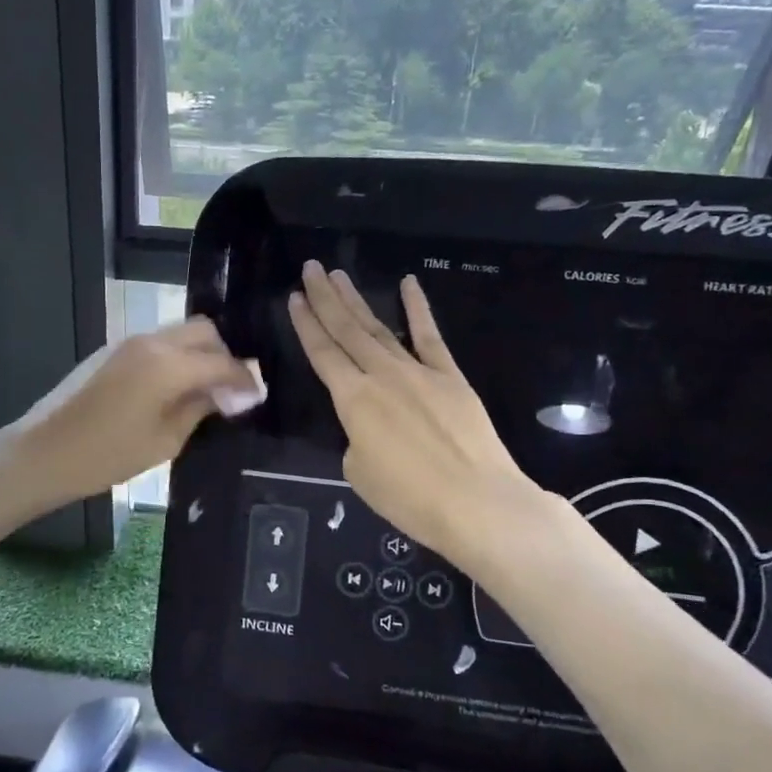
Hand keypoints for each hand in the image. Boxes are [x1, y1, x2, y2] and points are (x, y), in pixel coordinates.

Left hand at [10, 317, 259, 509]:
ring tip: (206, 389)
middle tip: (231, 390)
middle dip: (225, 355)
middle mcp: (151, 342)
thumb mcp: (164, 441)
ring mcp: (129, 342)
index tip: (257, 396)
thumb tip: (230, 395)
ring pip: (180, 333)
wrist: (42, 452)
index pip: (222, 361)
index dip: (244, 378)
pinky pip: (159, 342)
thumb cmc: (106, 455)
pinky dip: (177, 356)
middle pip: (204, 331)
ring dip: (199, 353)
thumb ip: (201, 409)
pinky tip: (176, 386)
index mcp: (167, 365)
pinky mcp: (113, 350)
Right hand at [288, 261, 549, 567]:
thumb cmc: (410, 498)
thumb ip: (356, 439)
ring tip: (339, 275)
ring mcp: (419, 372)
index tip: (294, 298)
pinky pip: (430, 337)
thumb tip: (369, 427)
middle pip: (347, 331)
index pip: (322, 353)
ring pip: (380, 328)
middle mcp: (382, 376)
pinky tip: (409, 284)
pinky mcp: (450, 377)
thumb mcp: (360, 473)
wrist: (477, 502)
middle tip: (311, 269)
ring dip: (357, 300)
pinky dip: (419, 309)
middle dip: (326, 299)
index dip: (306, 324)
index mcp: (353, 400)